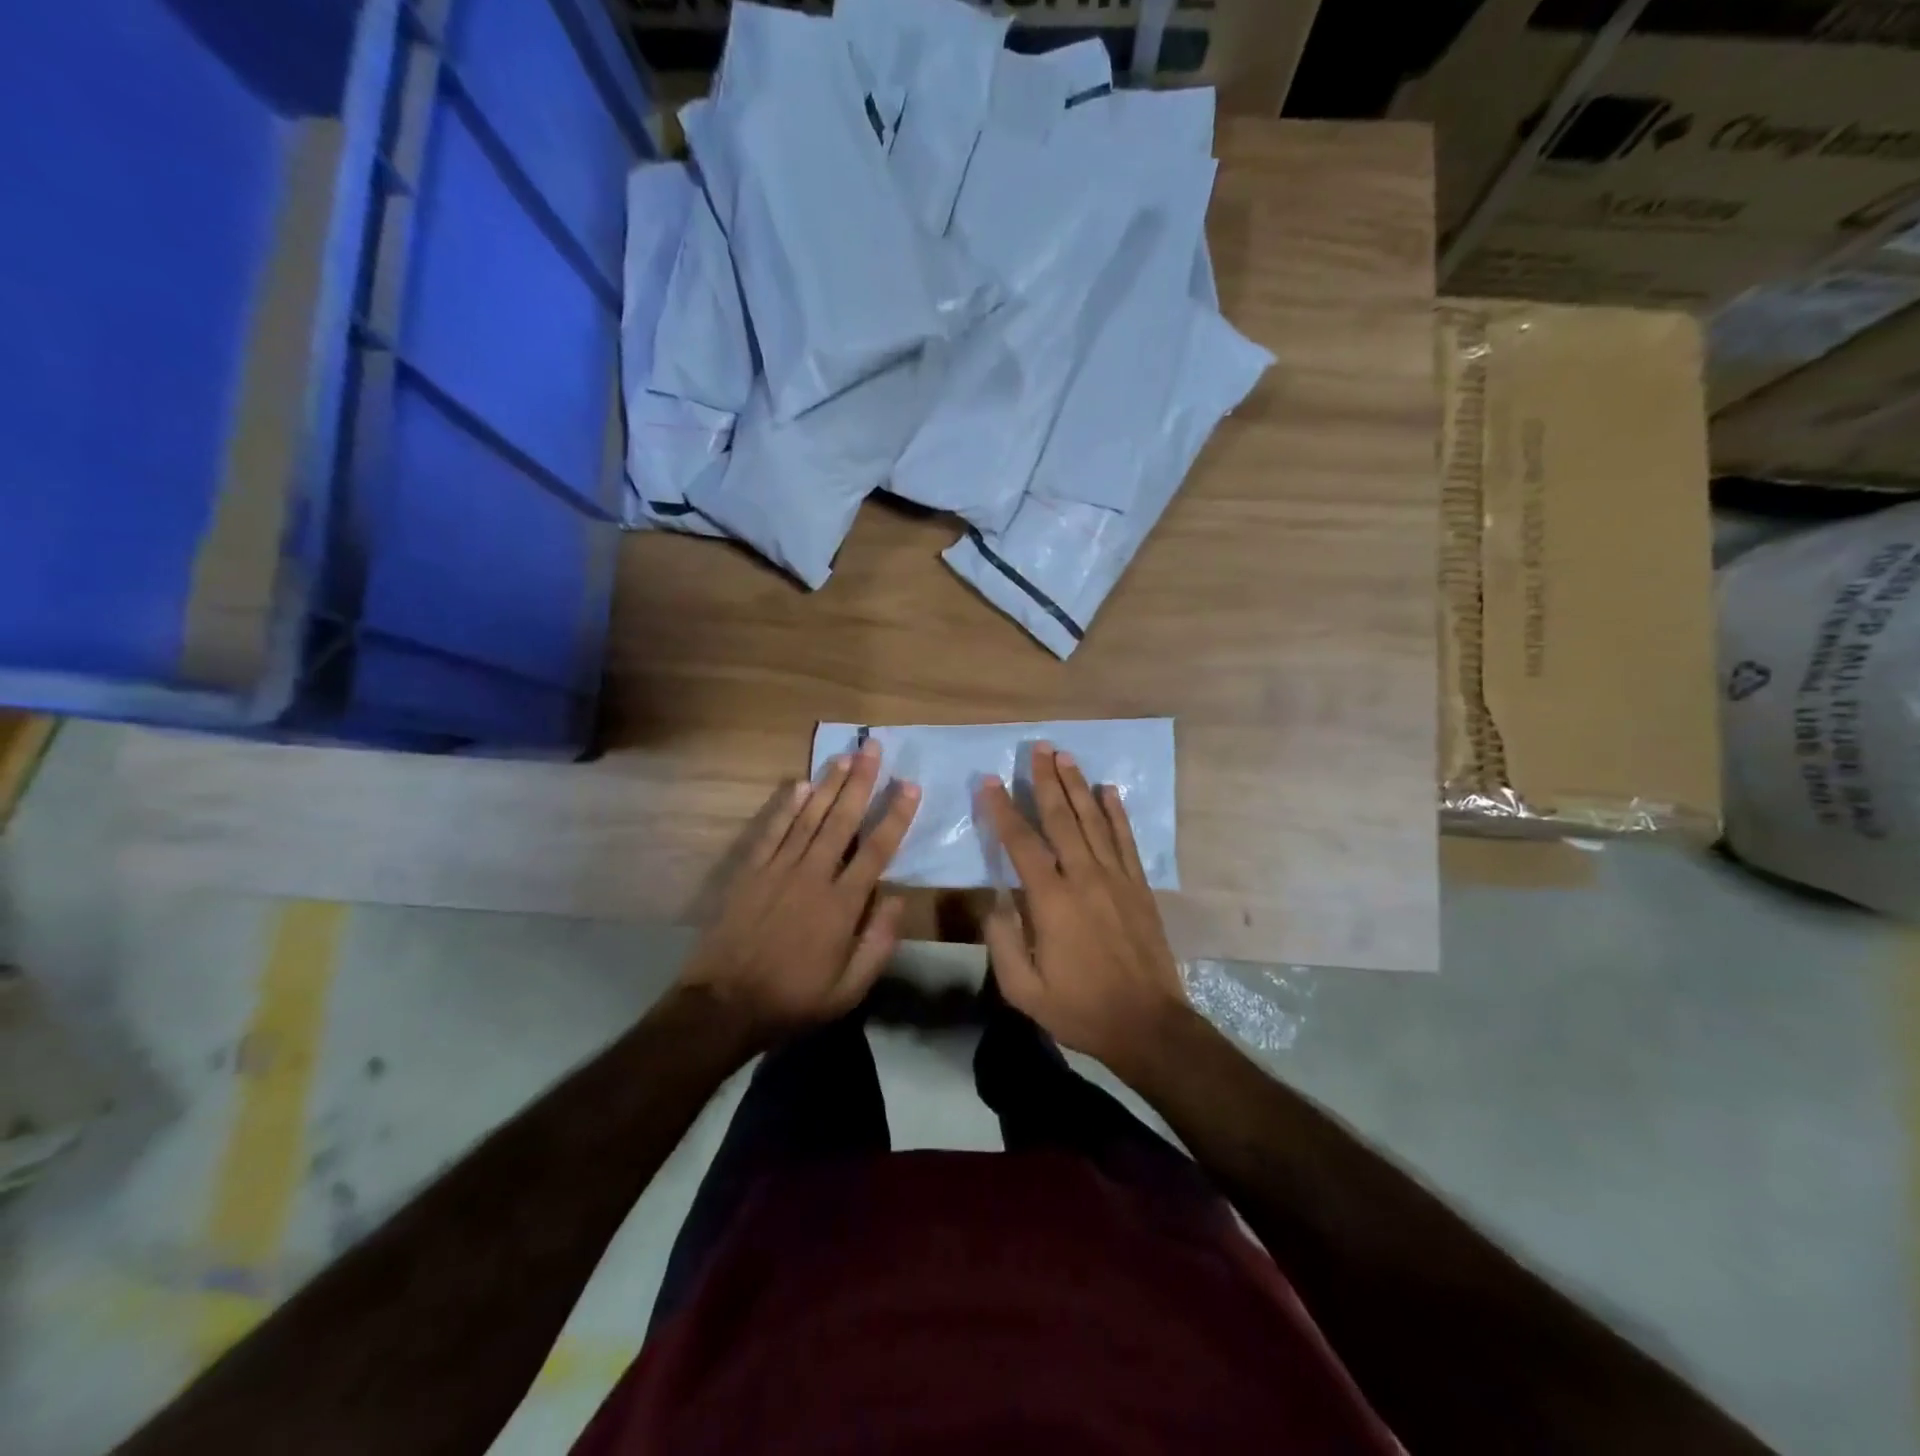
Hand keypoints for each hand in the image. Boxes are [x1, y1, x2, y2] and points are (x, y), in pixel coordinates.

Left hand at [679, 740, 919, 1049]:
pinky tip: (800, 784)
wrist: (723, 1006)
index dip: (896, 816)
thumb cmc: (793, 1000)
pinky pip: (772, 831)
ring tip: (845, 755)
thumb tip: (898, 899)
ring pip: (809, 818)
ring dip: (829, 784)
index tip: (910, 785)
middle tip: (873, 747)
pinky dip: (787, 807)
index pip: (877, 850)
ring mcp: (778, 870)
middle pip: (842, 821)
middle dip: (861, 782)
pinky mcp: (750, 873)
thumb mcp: (848, 990)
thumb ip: (878, 944)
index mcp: (842, 905)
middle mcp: (813, 876)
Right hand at [977, 743, 1189, 1079]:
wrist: (1147, 1025)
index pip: (1021, 843)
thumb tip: (995, 900)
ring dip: (1078, 786)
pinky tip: (1109, 791)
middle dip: (1046, 780)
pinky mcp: (1139, 888)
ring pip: (1094, 821)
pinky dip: (1117, 814)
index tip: (989, 781)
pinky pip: (1126, 841)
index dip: (1003, 810)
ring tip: (1066, 756)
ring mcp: (1117, 879)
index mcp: (1051, 900)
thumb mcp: (1024, 989)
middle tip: (1037, 747)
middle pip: (1062, 818)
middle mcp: (1084, 878)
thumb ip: (1002, 941)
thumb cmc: (1080, 1008)